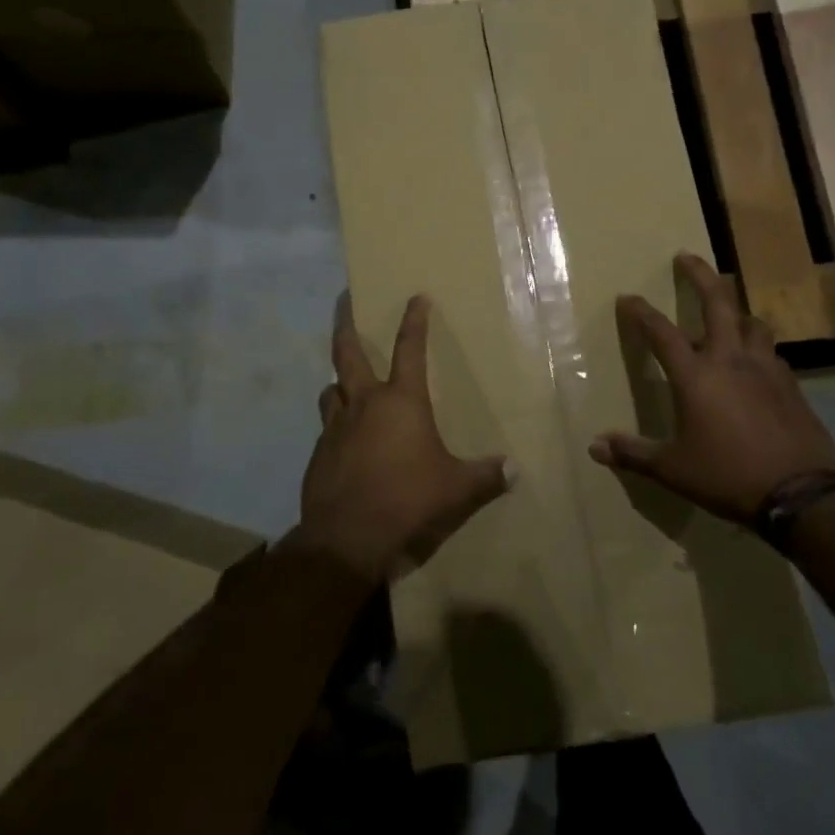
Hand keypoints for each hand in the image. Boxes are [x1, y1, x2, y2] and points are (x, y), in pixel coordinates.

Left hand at [299, 293, 511, 582]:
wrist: (347, 537)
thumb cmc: (407, 500)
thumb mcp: (455, 489)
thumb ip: (485, 476)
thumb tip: (515, 470)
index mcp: (401, 401)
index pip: (410, 349)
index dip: (415, 321)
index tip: (416, 298)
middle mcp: (364, 404)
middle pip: (348, 352)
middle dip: (345, 324)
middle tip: (343, 300)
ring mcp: (336, 427)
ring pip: (331, 390)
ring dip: (339, 382)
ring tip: (345, 383)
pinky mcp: (319, 454)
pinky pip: (327, 428)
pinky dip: (336, 424)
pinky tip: (345, 442)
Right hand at [589, 253, 834, 524]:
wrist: (802, 493)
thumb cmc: (727, 475)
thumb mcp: (673, 469)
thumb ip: (633, 454)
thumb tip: (594, 447)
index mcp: (696, 375)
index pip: (661, 332)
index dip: (641, 312)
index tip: (627, 297)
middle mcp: (730, 360)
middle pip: (717, 302)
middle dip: (700, 275)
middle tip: (687, 256)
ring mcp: (766, 369)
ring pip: (752, 323)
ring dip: (736, 312)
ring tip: (727, 313)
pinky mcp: (792, 385)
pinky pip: (772, 353)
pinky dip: (758, 347)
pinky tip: (756, 362)